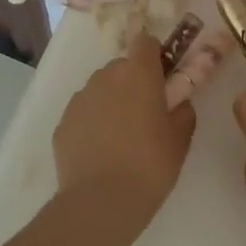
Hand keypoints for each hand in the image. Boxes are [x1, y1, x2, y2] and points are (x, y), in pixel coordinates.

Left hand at [53, 35, 195, 245]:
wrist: (100, 202)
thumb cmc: (149, 166)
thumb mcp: (180, 140)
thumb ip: (183, 111)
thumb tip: (179, 102)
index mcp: (138, 73)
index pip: (145, 42)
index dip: (155, 57)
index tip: (162, 80)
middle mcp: (106, 76)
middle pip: (122, 67)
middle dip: (134, 83)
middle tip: (145, 116)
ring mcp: (81, 98)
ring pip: (101, 89)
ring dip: (112, 102)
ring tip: (120, 139)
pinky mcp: (63, 122)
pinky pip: (84, 113)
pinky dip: (92, 124)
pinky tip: (100, 153)